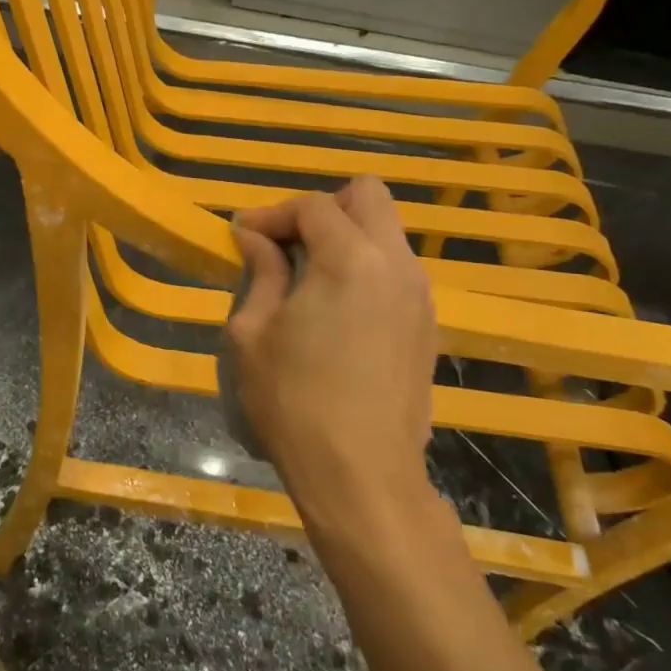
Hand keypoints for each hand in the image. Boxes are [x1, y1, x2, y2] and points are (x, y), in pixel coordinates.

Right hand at [227, 176, 438, 533]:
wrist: (362, 475)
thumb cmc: (293, 401)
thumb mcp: (252, 332)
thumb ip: (260, 272)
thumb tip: (255, 237)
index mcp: (350, 258)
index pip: (312, 206)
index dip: (272, 213)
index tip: (243, 236)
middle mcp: (395, 263)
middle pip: (368, 196)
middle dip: (323, 208)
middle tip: (288, 243)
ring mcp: (419, 293)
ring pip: (387, 231)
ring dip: (346, 236)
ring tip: (308, 274)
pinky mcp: (427, 324)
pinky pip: (397, 268)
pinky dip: (366, 266)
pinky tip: (337, 307)